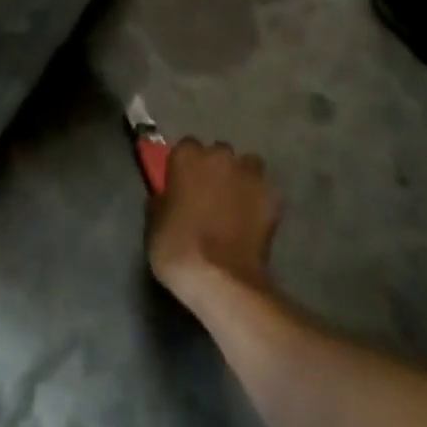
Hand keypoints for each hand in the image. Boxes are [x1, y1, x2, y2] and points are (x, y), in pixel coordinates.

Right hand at [148, 139, 280, 310]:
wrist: (220, 279)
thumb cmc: (177, 248)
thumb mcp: (154, 224)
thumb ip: (163, 200)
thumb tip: (169, 196)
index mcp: (187, 156)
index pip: (186, 147)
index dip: (186, 166)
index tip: (183, 184)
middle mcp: (219, 155)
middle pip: (219, 153)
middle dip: (216, 168)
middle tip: (210, 195)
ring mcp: (249, 174)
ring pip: (248, 166)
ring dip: (242, 179)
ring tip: (237, 204)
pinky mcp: (272, 197)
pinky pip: (265, 191)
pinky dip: (260, 201)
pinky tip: (254, 221)